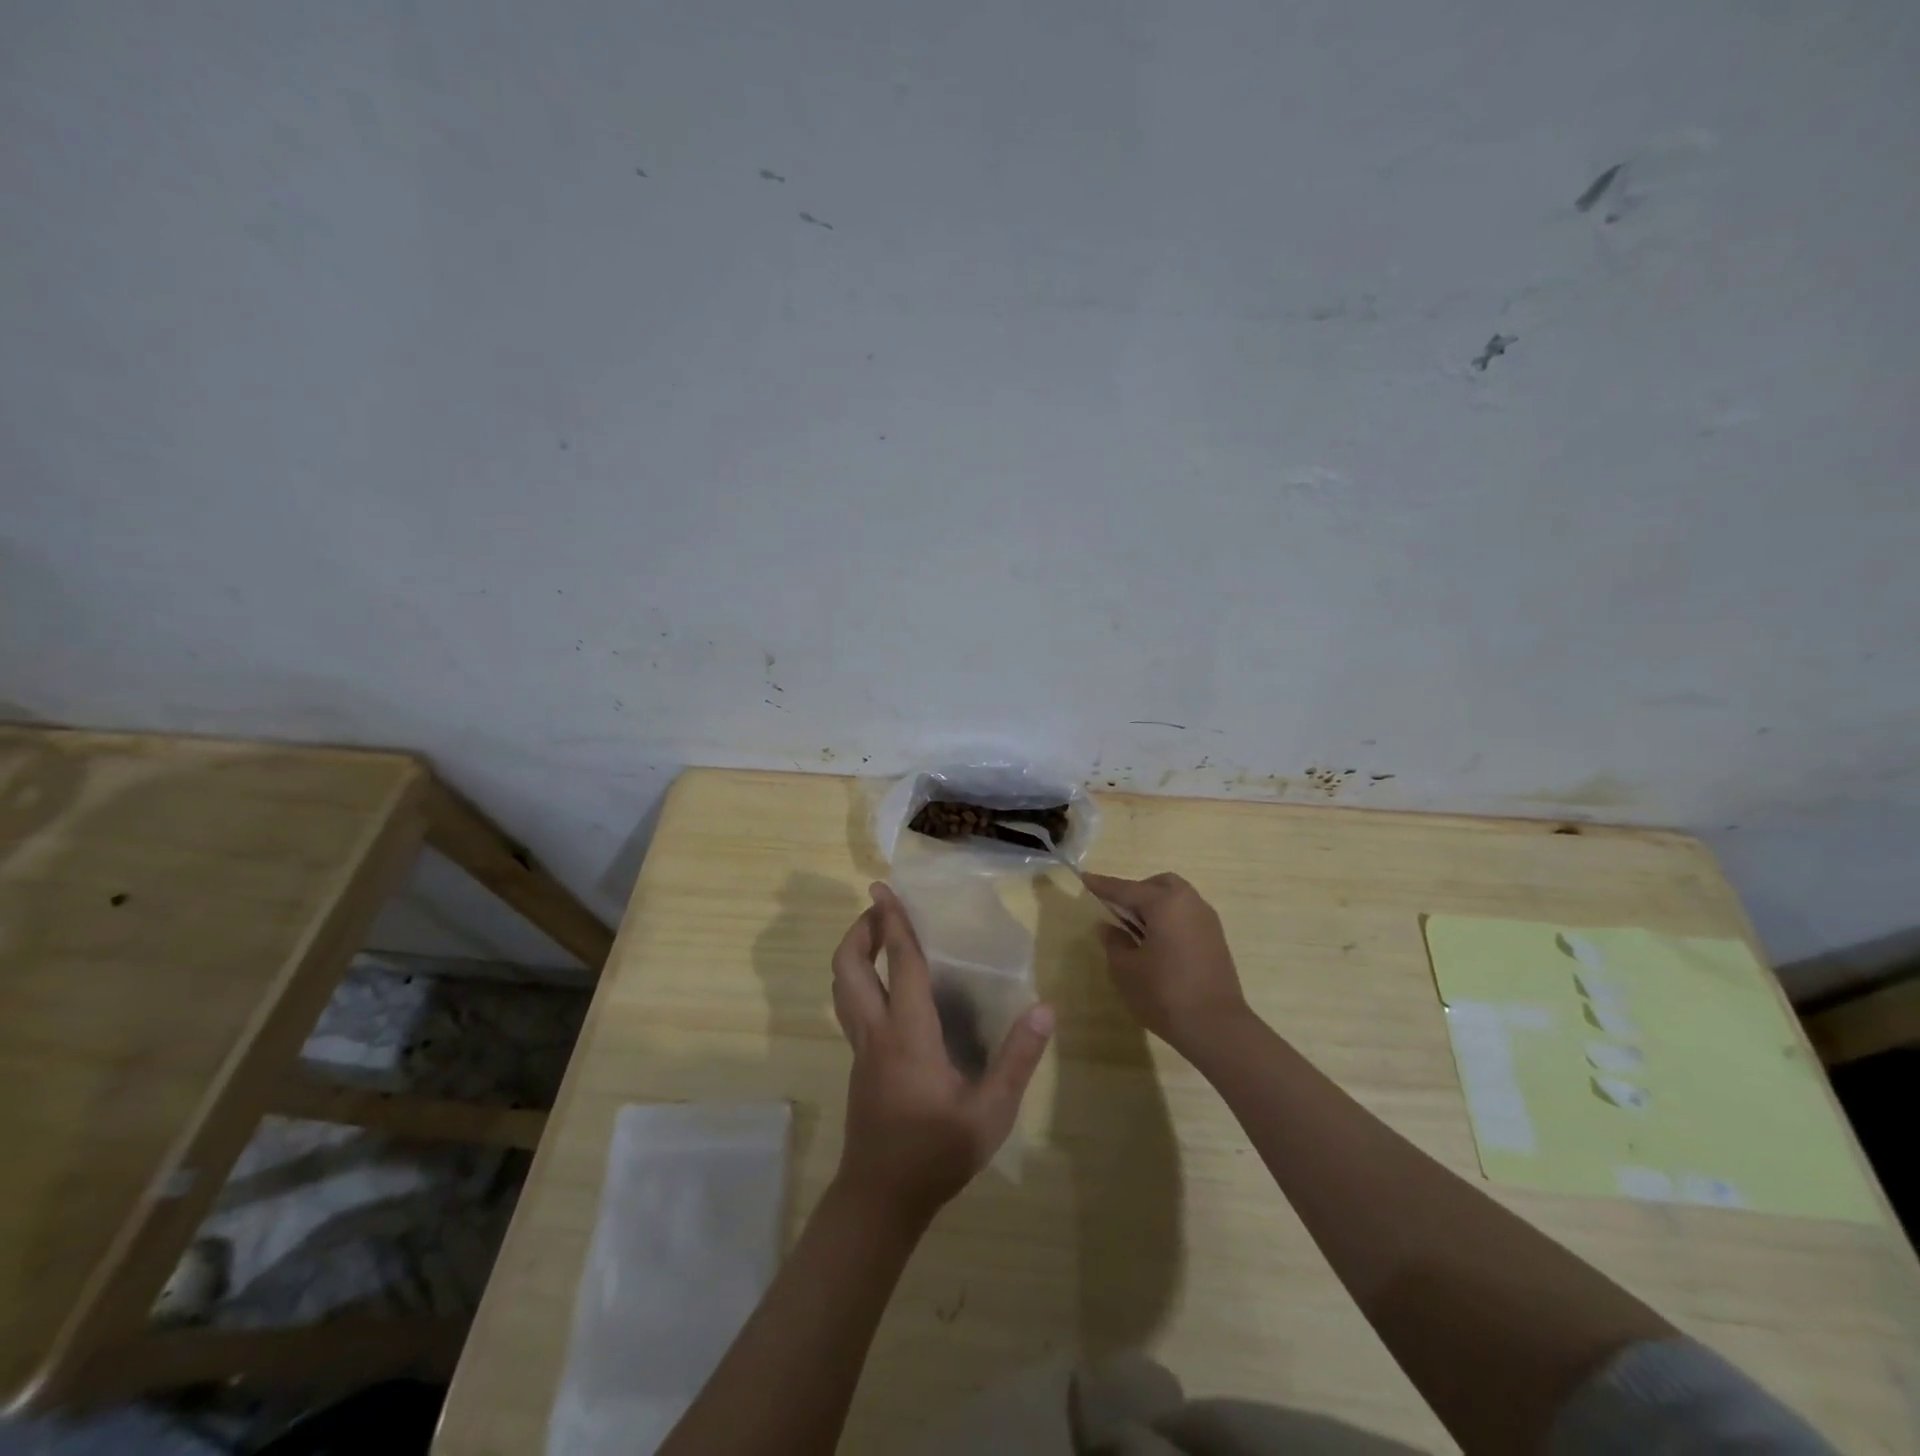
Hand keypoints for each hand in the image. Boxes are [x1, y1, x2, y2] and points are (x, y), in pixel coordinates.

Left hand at [829, 883, 1053, 1225]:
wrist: (880, 1199)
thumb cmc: (936, 1153)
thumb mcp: (989, 1113)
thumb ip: (1017, 1059)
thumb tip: (1045, 1008)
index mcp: (908, 1034)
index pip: (899, 964)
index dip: (893, 922)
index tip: (881, 888)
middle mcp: (876, 1031)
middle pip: (849, 967)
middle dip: (860, 930)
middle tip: (881, 909)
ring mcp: (861, 1048)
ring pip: (843, 986)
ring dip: (855, 952)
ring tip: (881, 935)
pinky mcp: (859, 1063)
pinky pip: (851, 1006)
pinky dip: (860, 979)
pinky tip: (887, 987)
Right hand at [1081, 871, 1250, 1054]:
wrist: (1217, 1027)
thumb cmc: (1164, 993)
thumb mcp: (1126, 969)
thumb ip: (1114, 942)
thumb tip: (1108, 927)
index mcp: (1164, 903)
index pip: (1126, 889)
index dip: (1103, 885)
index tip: (1085, 878)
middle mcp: (1189, 902)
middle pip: (1158, 885)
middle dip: (1136, 891)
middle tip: (1117, 910)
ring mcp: (1207, 920)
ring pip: (1176, 898)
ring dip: (1155, 905)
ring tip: (1136, 929)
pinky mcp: (1216, 939)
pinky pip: (1187, 915)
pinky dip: (1170, 919)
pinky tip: (1158, 943)